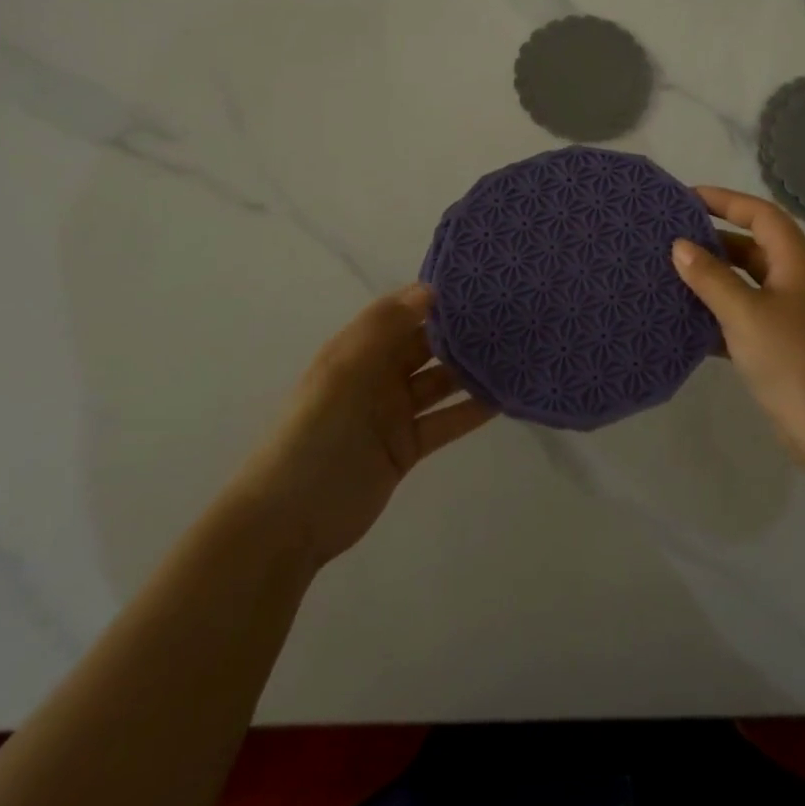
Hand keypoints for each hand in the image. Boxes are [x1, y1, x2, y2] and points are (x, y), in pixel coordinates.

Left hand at [242, 284, 493, 567]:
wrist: (289, 520)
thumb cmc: (314, 435)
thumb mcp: (344, 372)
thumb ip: (385, 329)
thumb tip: (429, 289)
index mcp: (357, 350)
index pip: (401, 313)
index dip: (434, 298)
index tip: (479, 285)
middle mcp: (377, 375)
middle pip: (425, 346)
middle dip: (460, 332)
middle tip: (510, 316)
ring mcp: (393, 413)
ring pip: (440, 383)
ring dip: (471, 370)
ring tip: (514, 353)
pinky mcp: (407, 448)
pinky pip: (445, 421)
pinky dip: (471, 411)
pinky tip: (503, 398)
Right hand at [672, 187, 804, 465]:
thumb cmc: (794, 361)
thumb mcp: (745, 314)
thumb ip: (711, 278)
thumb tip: (681, 246)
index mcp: (797, 262)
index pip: (761, 215)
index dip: (725, 200)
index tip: (685, 198)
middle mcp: (798, 281)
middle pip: (753, 247)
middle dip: (713, 241)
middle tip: (668, 239)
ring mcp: (793, 316)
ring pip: (747, 284)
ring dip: (712, 280)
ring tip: (669, 276)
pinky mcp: (784, 346)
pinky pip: (746, 318)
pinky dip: (718, 316)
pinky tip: (686, 324)